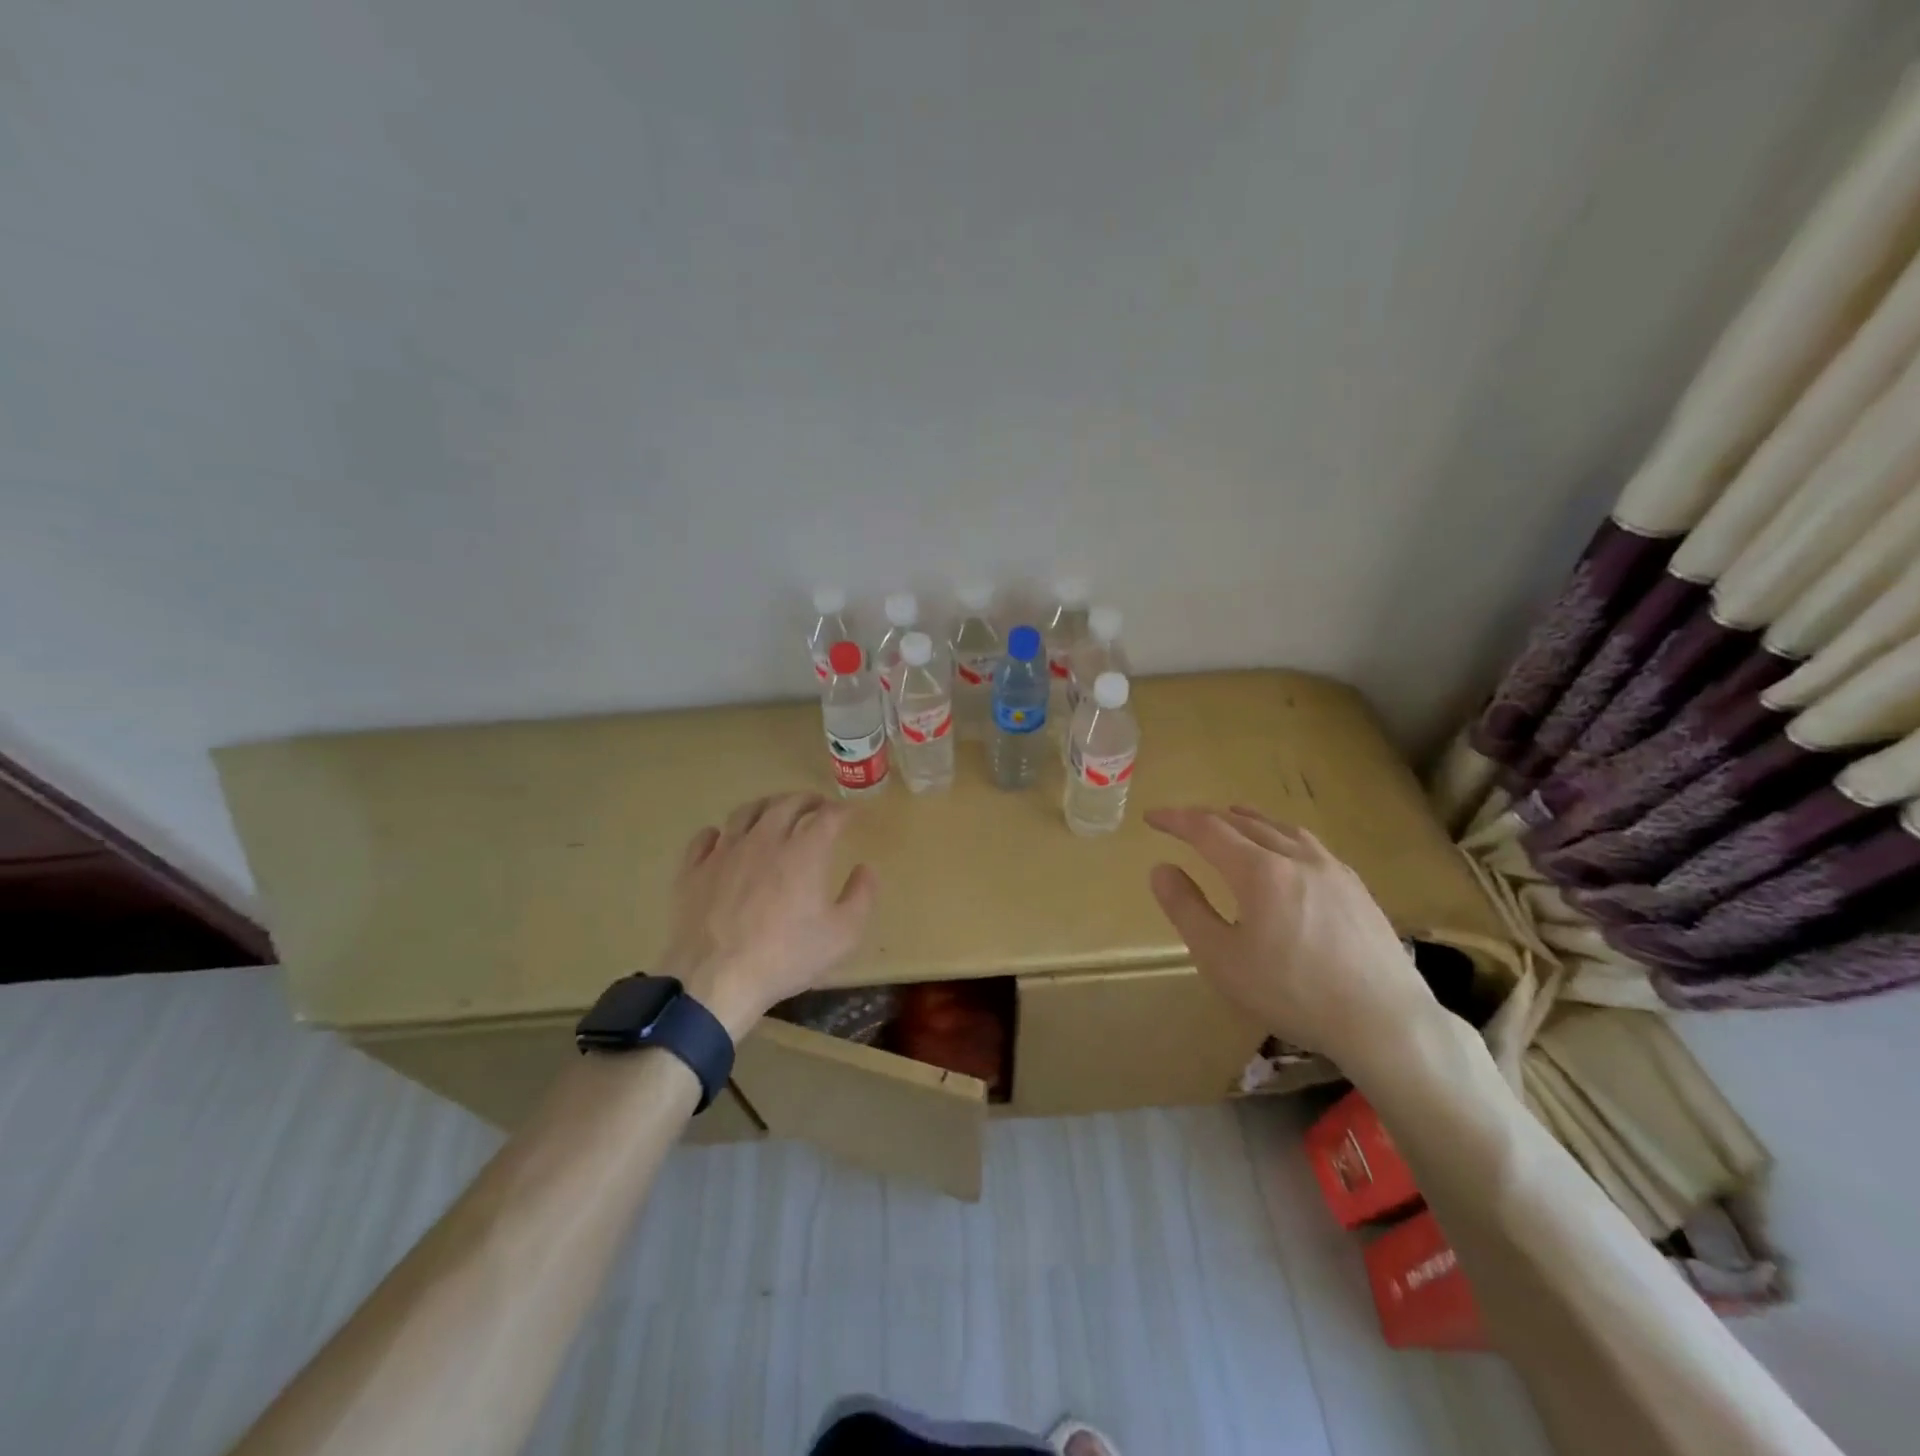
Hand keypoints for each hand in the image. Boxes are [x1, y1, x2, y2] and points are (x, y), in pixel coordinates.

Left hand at [661, 794, 877, 1039]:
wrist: (715, 980)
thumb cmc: (786, 957)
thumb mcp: (842, 935)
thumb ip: (861, 896)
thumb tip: (866, 869)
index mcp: (804, 851)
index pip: (828, 816)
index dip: (842, 810)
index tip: (850, 813)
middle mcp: (764, 840)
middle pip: (786, 804)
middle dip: (806, 800)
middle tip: (816, 805)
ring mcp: (725, 852)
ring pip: (745, 813)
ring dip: (765, 806)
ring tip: (773, 811)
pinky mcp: (694, 870)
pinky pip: (704, 838)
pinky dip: (718, 832)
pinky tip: (722, 837)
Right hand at [1145, 805, 1437, 1064]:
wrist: (1384, 1021)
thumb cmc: (1292, 992)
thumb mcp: (1221, 958)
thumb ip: (1186, 909)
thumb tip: (1161, 868)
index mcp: (1259, 871)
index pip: (1207, 829)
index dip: (1176, 820)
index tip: (1151, 817)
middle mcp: (1296, 857)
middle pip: (1244, 822)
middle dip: (1208, 818)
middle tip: (1183, 823)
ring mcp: (1332, 869)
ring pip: (1281, 828)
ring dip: (1248, 821)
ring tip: (1232, 820)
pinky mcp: (1356, 888)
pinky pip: (1309, 844)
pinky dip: (1281, 836)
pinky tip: (1286, 854)